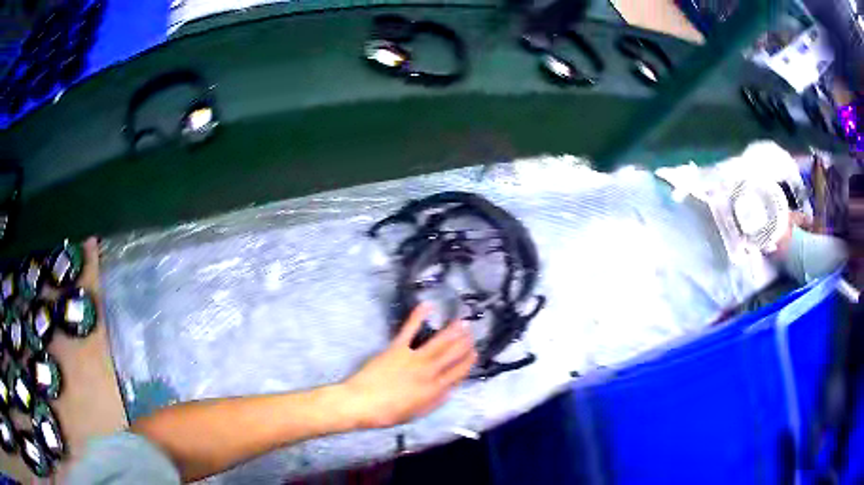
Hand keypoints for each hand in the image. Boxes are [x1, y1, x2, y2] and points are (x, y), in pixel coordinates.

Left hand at [338, 305, 476, 428]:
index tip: (475, 353)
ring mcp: (413, 358)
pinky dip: (418, 316)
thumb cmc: (387, 413)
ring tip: (462, 322)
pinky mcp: (397, 348)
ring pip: (438, 342)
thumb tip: (449, 390)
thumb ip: (435, 401)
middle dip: (464, 343)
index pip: (457, 373)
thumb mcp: (416, 414)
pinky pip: (409, 329)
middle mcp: (428, 371)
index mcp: (434, 389)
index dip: (468, 362)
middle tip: (473, 333)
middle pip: (451, 355)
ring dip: (452, 331)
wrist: (361, 403)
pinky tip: (427, 305)